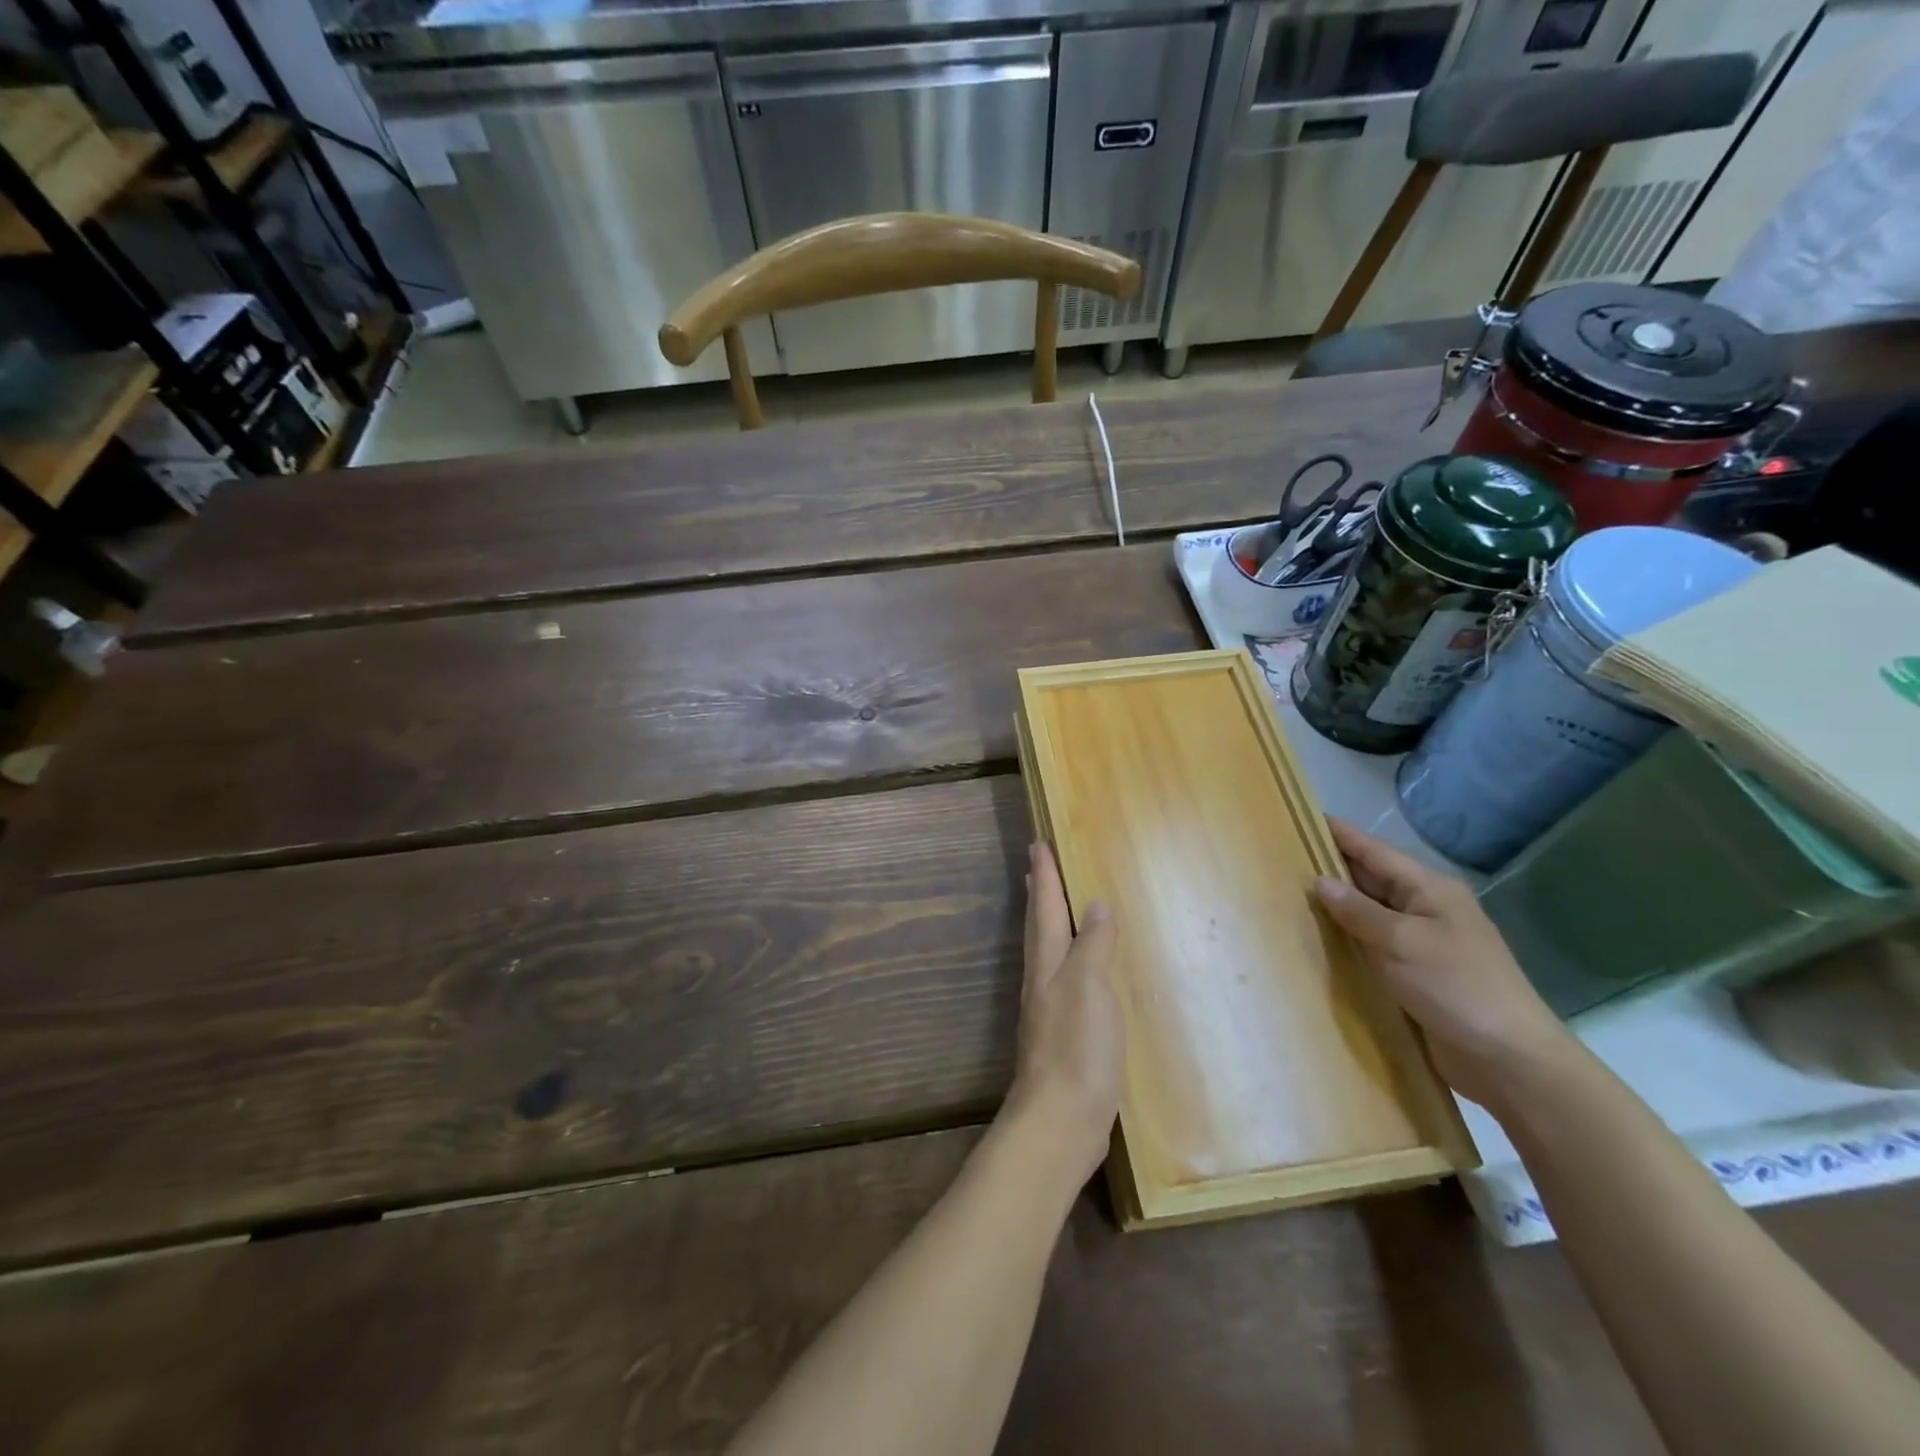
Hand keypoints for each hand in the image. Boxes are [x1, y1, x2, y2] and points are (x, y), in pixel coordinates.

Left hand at [1003, 843, 1122, 1182]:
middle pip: (1039, 927)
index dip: (1045, 875)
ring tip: (1053, 906)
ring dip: (1048, 923)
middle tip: (1037, 867)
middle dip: (1040, 894)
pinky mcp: (1062, 1035)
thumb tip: (1097, 903)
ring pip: (1047, 952)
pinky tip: (1079, 970)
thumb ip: (1093, 945)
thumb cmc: (1077, 1047)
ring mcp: (1049, 1009)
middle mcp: (1043, 980)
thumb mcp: (1090, 987)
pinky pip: (1063, 980)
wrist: (1061, 1120)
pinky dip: (1067, 960)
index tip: (1037, 843)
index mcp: (1048, 963)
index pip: (1047, 908)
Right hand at [1313, 818, 1574, 1109]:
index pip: (1374, 851)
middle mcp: (1425, 908)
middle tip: (1281, 856)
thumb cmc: (1457, 987)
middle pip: (1370, 878)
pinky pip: (1373, 943)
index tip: (1301, 816)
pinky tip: (1317, 937)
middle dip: (1330, 867)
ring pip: (1369, 912)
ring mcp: (1421, 941)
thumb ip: (1358, 911)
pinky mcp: (1415, 972)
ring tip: (1288, 892)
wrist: (1509, 1059)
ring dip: (1336, 905)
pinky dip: (1347, 937)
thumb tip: (1320, 881)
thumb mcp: (1403, 942)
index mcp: (1429, 889)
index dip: (1339, 834)